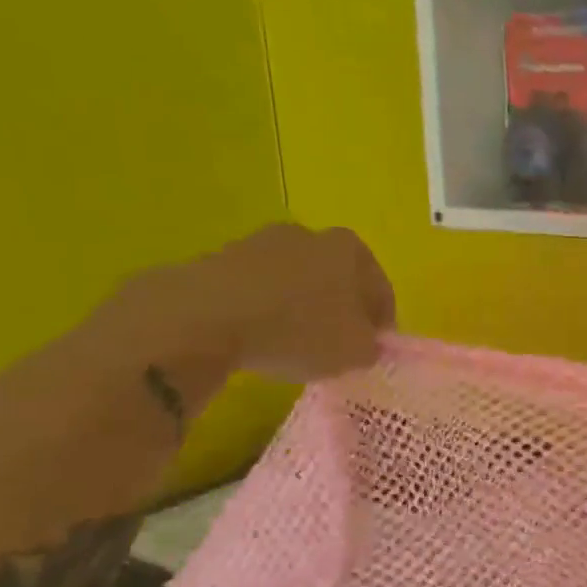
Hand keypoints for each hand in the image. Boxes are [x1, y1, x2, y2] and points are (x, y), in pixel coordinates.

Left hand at [124, 224, 396, 384]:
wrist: (205, 319)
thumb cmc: (299, 330)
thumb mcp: (355, 351)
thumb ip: (371, 346)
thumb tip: (365, 343)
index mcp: (350, 249)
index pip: (379, 288)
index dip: (380, 322)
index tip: (371, 348)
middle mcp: (309, 235)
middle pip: (336, 277)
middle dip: (339, 308)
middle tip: (335, 344)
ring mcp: (260, 243)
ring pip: (294, 280)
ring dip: (299, 307)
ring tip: (293, 344)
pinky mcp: (219, 259)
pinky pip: (256, 289)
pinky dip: (263, 310)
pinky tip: (258, 337)